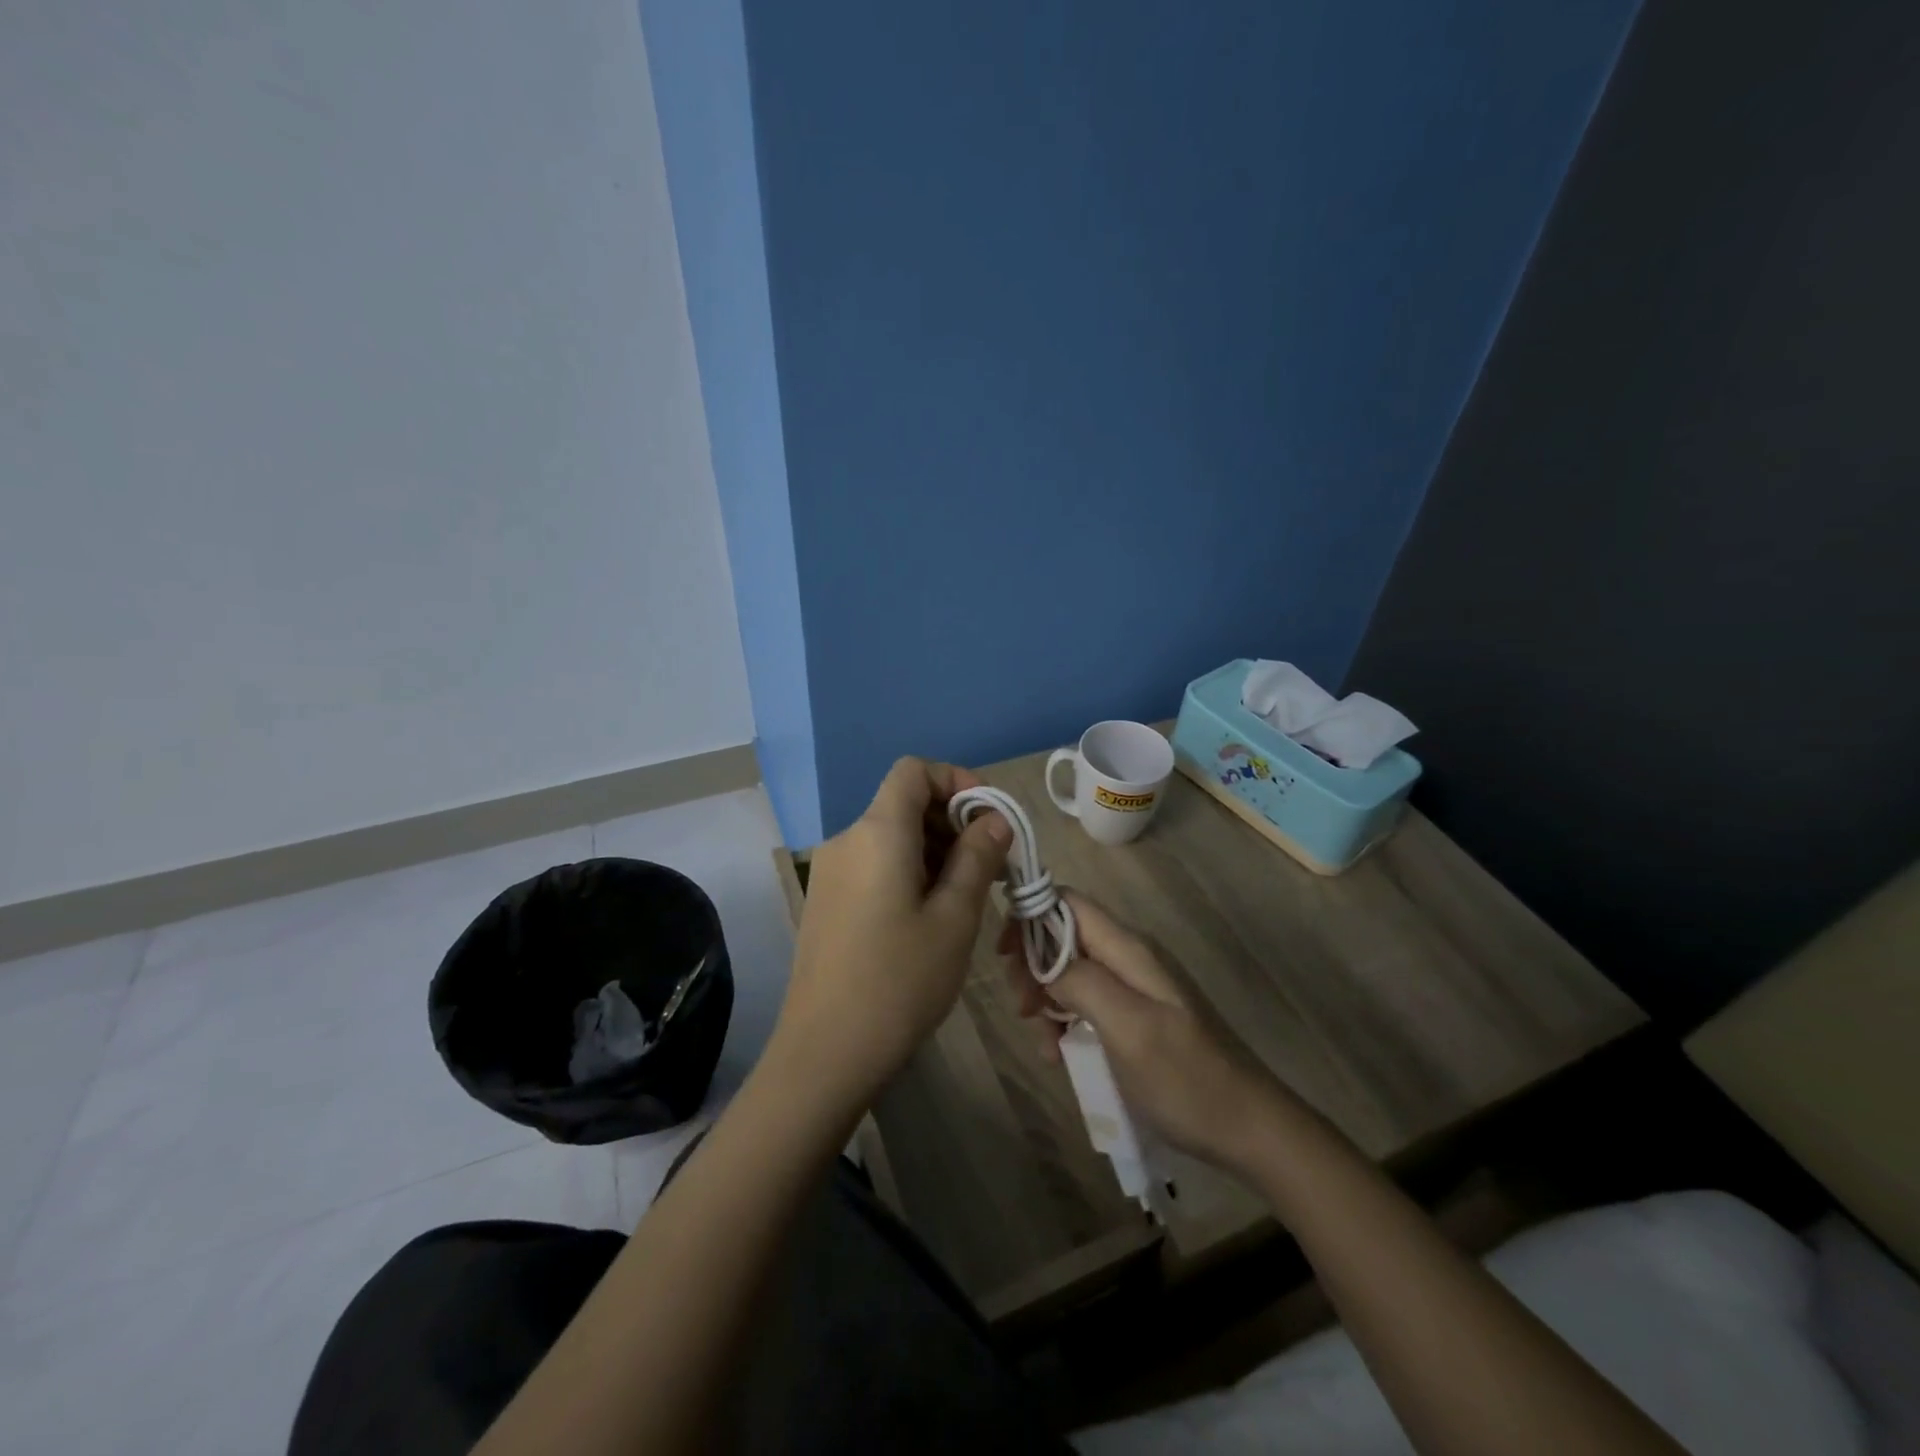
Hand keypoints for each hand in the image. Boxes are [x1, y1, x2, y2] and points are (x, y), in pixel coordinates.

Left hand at [775, 758, 1011, 1103]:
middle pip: (903, 802)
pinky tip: (931, 914)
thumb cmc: (900, 981)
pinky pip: (874, 863)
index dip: (956, 780)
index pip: (914, 771)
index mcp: (878, 832)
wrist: (825, 1053)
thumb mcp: (954, 918)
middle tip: (991, 866)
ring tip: (968, 895)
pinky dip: (909, 869)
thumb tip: (994, 820)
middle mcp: (847, 839)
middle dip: (952, 820)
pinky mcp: (826, 900)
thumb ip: (977, 858)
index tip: (989, 819)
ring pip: (891, 836)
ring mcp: (831, 871)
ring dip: (934, 849)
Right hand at [999, 891, 1285, 1172]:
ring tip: (1043, 1043)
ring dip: (1047, 999)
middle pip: (1064, 936)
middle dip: (1033, 965)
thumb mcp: (1128, 1028)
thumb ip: (1082, 982)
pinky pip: (1088, 1004)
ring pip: (1071, 972)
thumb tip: (1043, 958)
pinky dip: (1067, 1021)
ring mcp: (1135, 988)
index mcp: (1128, 949)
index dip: (1030, 914)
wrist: (1248, 1129)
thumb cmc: (1186, 1079)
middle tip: (1021, 1007)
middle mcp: (1130, 958)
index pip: (1068, 902)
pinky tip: (1062, 1054)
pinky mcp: (1137, 1016)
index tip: (1003, 953)